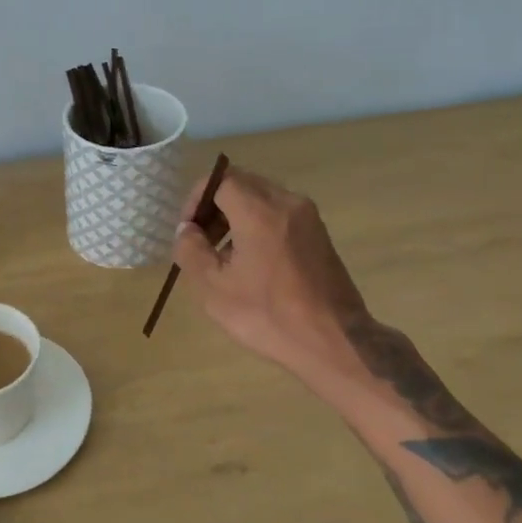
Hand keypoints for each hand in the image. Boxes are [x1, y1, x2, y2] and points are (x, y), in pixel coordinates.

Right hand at [171, 167, 369, 381]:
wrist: (334, 342)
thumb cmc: (268, 315)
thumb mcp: (214, 288)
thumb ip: (191, 251)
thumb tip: (187, 230)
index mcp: (260, 210)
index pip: (221, 180)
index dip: (197, 199)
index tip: (188, 230)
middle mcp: (287, 202)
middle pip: (243, 185)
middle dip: (216, 207)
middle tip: (202, 241)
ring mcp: (309, 217)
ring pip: (263, 199)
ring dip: (238, 217)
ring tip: (225, 257)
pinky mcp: (320, 235)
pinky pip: (281, 215)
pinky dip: (260, 226)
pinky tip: (253, 264)